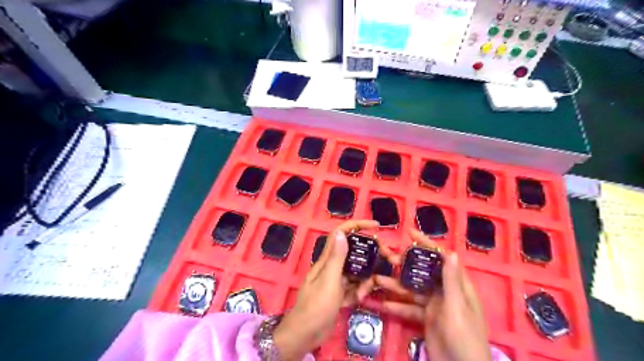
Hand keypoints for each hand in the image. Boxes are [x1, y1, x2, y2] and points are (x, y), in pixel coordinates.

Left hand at [275, 218, 382, 358]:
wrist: (305, 335)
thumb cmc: (316, 306)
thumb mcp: (329, 281)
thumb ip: (336, 258)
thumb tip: (341, 233)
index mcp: (327, 259)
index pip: (341, 234)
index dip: (357, 226)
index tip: (376, 226)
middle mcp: (332, 266)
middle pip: (353, 252)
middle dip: (369, 255)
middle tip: (386, 259)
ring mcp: (336, 281)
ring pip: (356, 272)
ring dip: (365, 278)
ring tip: (370, 288)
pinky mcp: (339, 294)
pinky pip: (354, 287)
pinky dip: (359, 292)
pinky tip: (361, 298)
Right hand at [376, 230, 490, 359]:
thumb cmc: (464, 339)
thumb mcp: (456, 309)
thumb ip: (451, 282)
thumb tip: (451, 252)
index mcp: (457, 286)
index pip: (442, 258)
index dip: (427, 244)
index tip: (410, 232)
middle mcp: (445, 292)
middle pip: (423, 272)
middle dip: (405, 264)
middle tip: (386, 256)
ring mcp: (435, 305)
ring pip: (413, 290)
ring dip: (396, 285)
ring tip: (377, 280)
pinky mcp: (427, 318)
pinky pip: (410, 308)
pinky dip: (398, 306)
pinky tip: (383, 304)